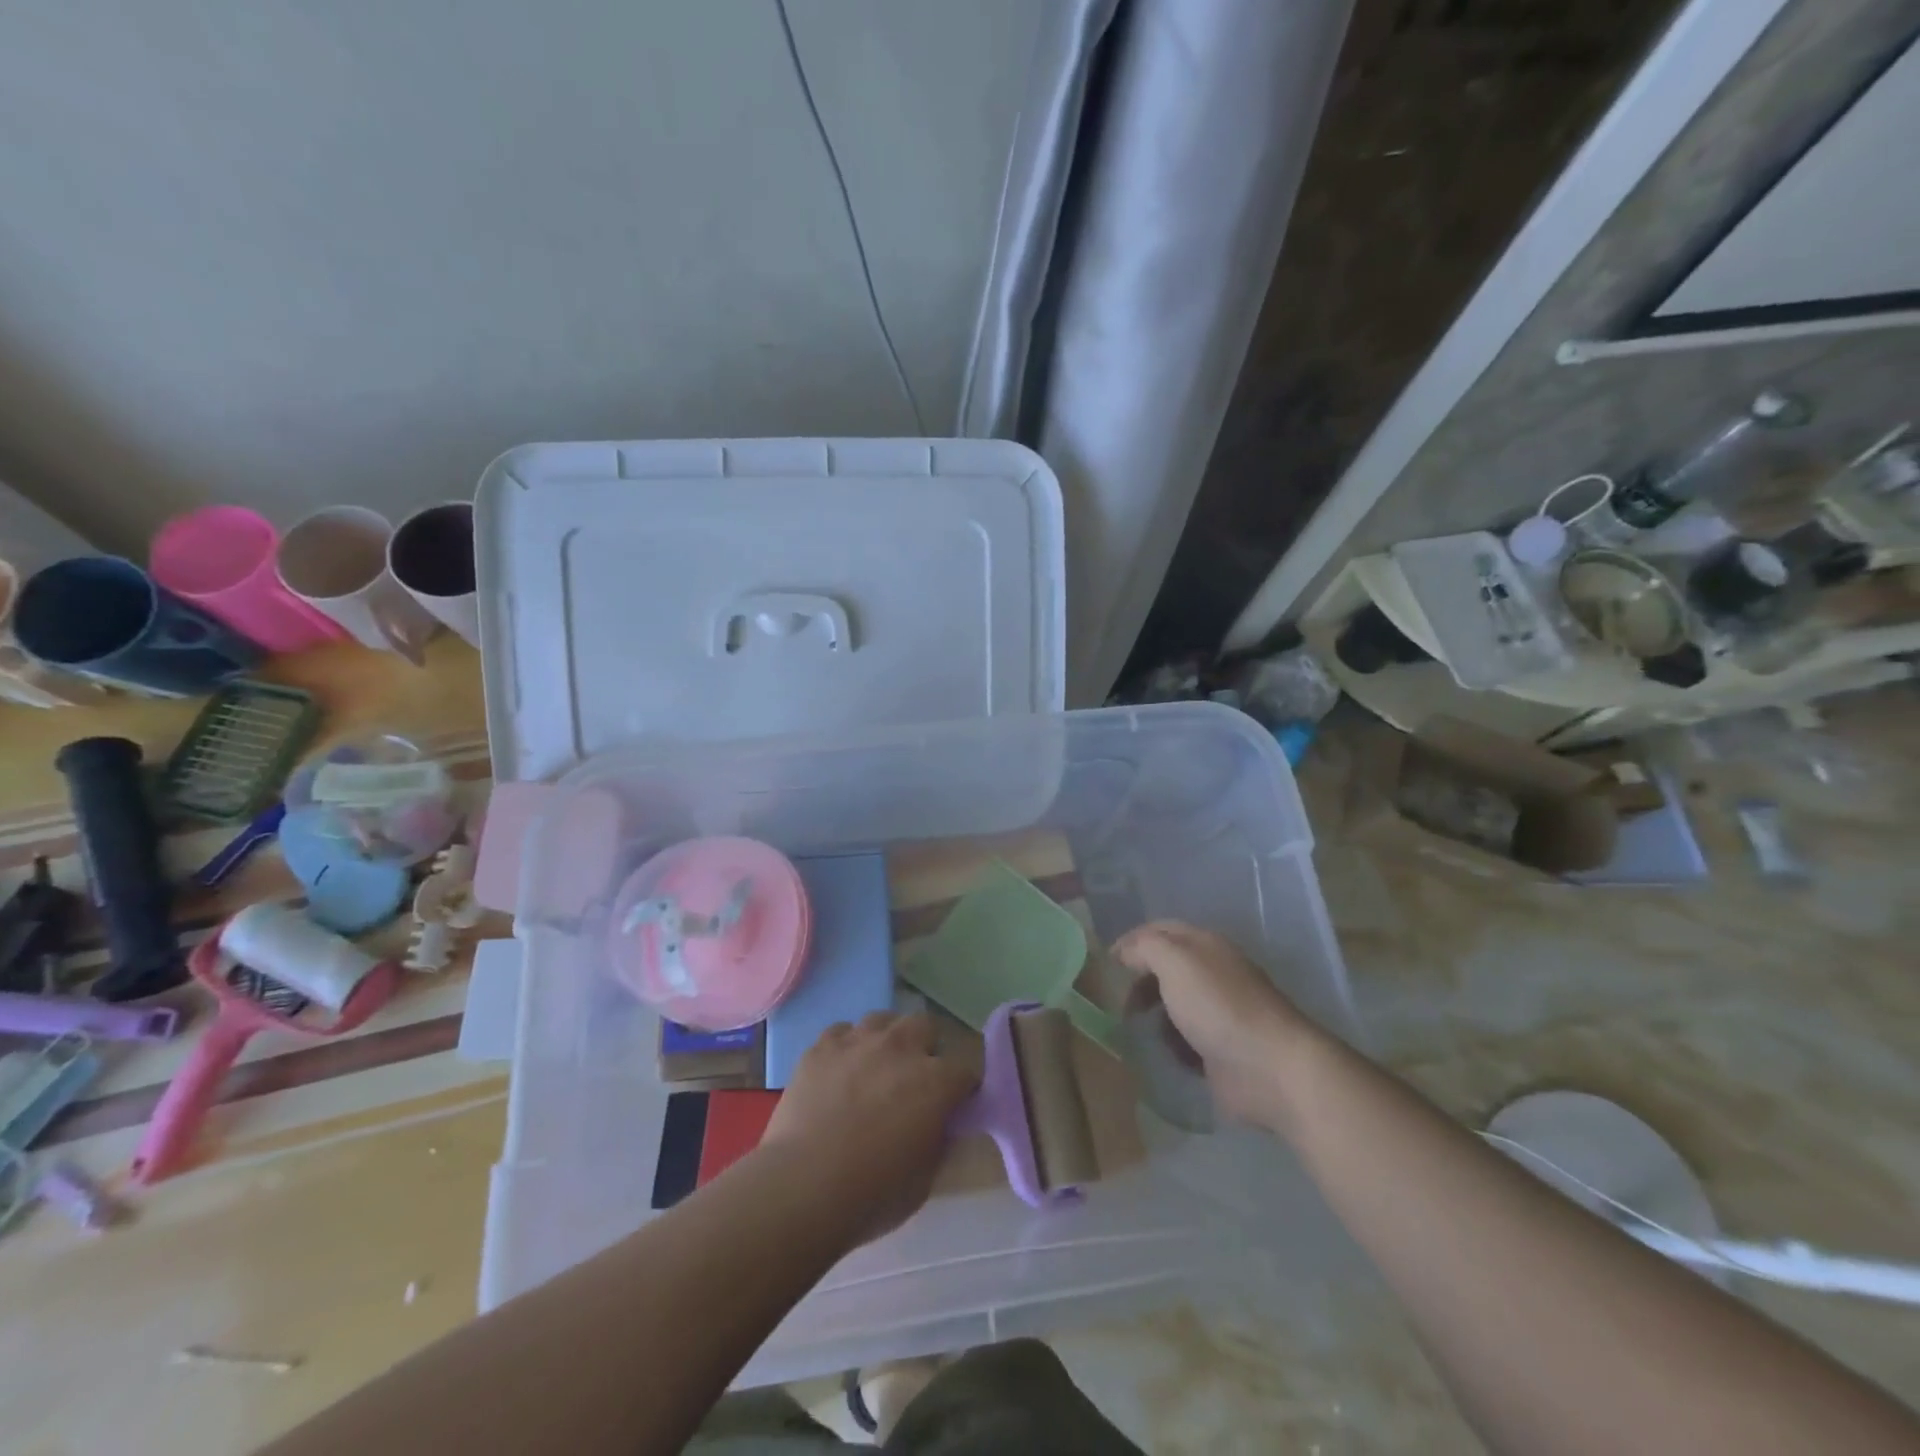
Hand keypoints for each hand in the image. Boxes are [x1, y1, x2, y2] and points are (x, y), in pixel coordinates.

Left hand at [763, 1012, 978, 1244]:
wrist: (802, 1188)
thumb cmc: (871, 1194)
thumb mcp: (925, 1179)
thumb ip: (939, 1140)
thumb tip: (938, 1123)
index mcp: (935, 1081)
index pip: (965, 1071)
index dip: (962, 1088)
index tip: (955, 1105)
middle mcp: (901, 1048)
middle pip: (925, 1026)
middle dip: (926, 1048)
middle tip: (914, 1079)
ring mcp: (858, 1041)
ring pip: (883, 1019)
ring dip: (886, 1039)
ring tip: (876, 1067)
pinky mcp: (821, 1047)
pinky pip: (842, 1032)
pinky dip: (847, 1047)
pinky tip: (840, 1070)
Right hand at [1111, 921, 1315, 1128]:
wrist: (1270, 1068)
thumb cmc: (1218, 1006)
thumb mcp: (1174, 961)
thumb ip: (1144, 948)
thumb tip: (1125, 952)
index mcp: (1205, 945)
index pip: (1160, 930)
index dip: (1131, 941)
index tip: (1105, 962)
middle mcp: (1213, 972)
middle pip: (1166, 967)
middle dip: (1139, 980)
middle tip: (1116, 999)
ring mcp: (1219, 1012)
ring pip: (1174, 1004)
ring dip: (1152, 1013)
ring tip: (1133, 1028)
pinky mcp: (1221, 1049)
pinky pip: (1185, 1039)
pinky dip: (1169, 1043)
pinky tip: (1159, 1051)